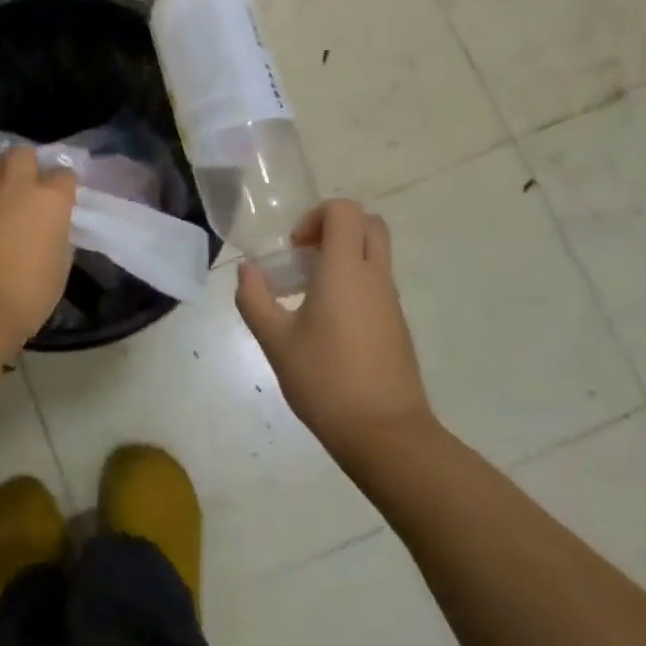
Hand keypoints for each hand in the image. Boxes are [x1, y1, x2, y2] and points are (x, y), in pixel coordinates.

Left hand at [0, 146, 78, 351]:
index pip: (64, 174)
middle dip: (28, 163)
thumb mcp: (59, 265)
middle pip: (22, 153)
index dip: (64, 186)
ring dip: (2, 180)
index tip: (64, 200)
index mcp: (49, 199)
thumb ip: (57, 236)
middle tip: (31, 186)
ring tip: (6, 204)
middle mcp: (16, 188)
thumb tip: (49, 229)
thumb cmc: (29, 293)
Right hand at [235, 199, 435, 460]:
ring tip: (309, 295)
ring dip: (344, 258)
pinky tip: (329, 325)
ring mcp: (391, 302)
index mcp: (345, 270)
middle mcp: (374, 277)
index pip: (344, 210)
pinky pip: (377, 285)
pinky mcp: (397, 326)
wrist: (386, 435)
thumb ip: (255, 300)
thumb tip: (247, 271)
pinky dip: (354, 285)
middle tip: (305, 258)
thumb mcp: (276, 342)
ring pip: (375, 255)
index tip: (295, 249)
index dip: (316, 216)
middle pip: (368, 224)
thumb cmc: (326, 381)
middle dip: (335, 228)